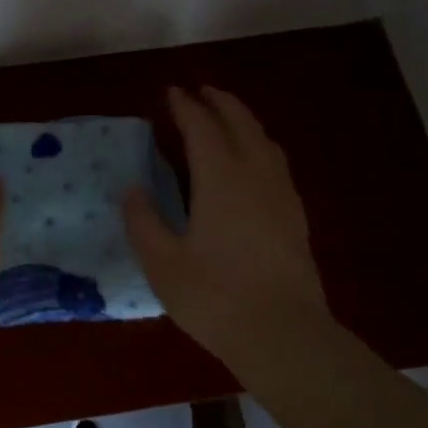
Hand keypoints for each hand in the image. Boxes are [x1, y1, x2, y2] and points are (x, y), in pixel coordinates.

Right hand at [123, 86, 329, 357]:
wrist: (285, 336)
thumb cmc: (216, 298)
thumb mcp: (163, 264)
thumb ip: (144, 222)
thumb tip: (132, 189)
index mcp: (221, 178)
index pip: (202, 127)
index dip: (185, 106)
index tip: (171, 92)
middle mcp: (255, 175)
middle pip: (241, 123)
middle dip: (220, 101)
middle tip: (201, 91)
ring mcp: (281, 194)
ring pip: (264, 140)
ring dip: (243, 120)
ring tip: (226, 118)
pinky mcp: (295, 216)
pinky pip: (276, 163)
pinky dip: (259, 145)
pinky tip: (253, 164)